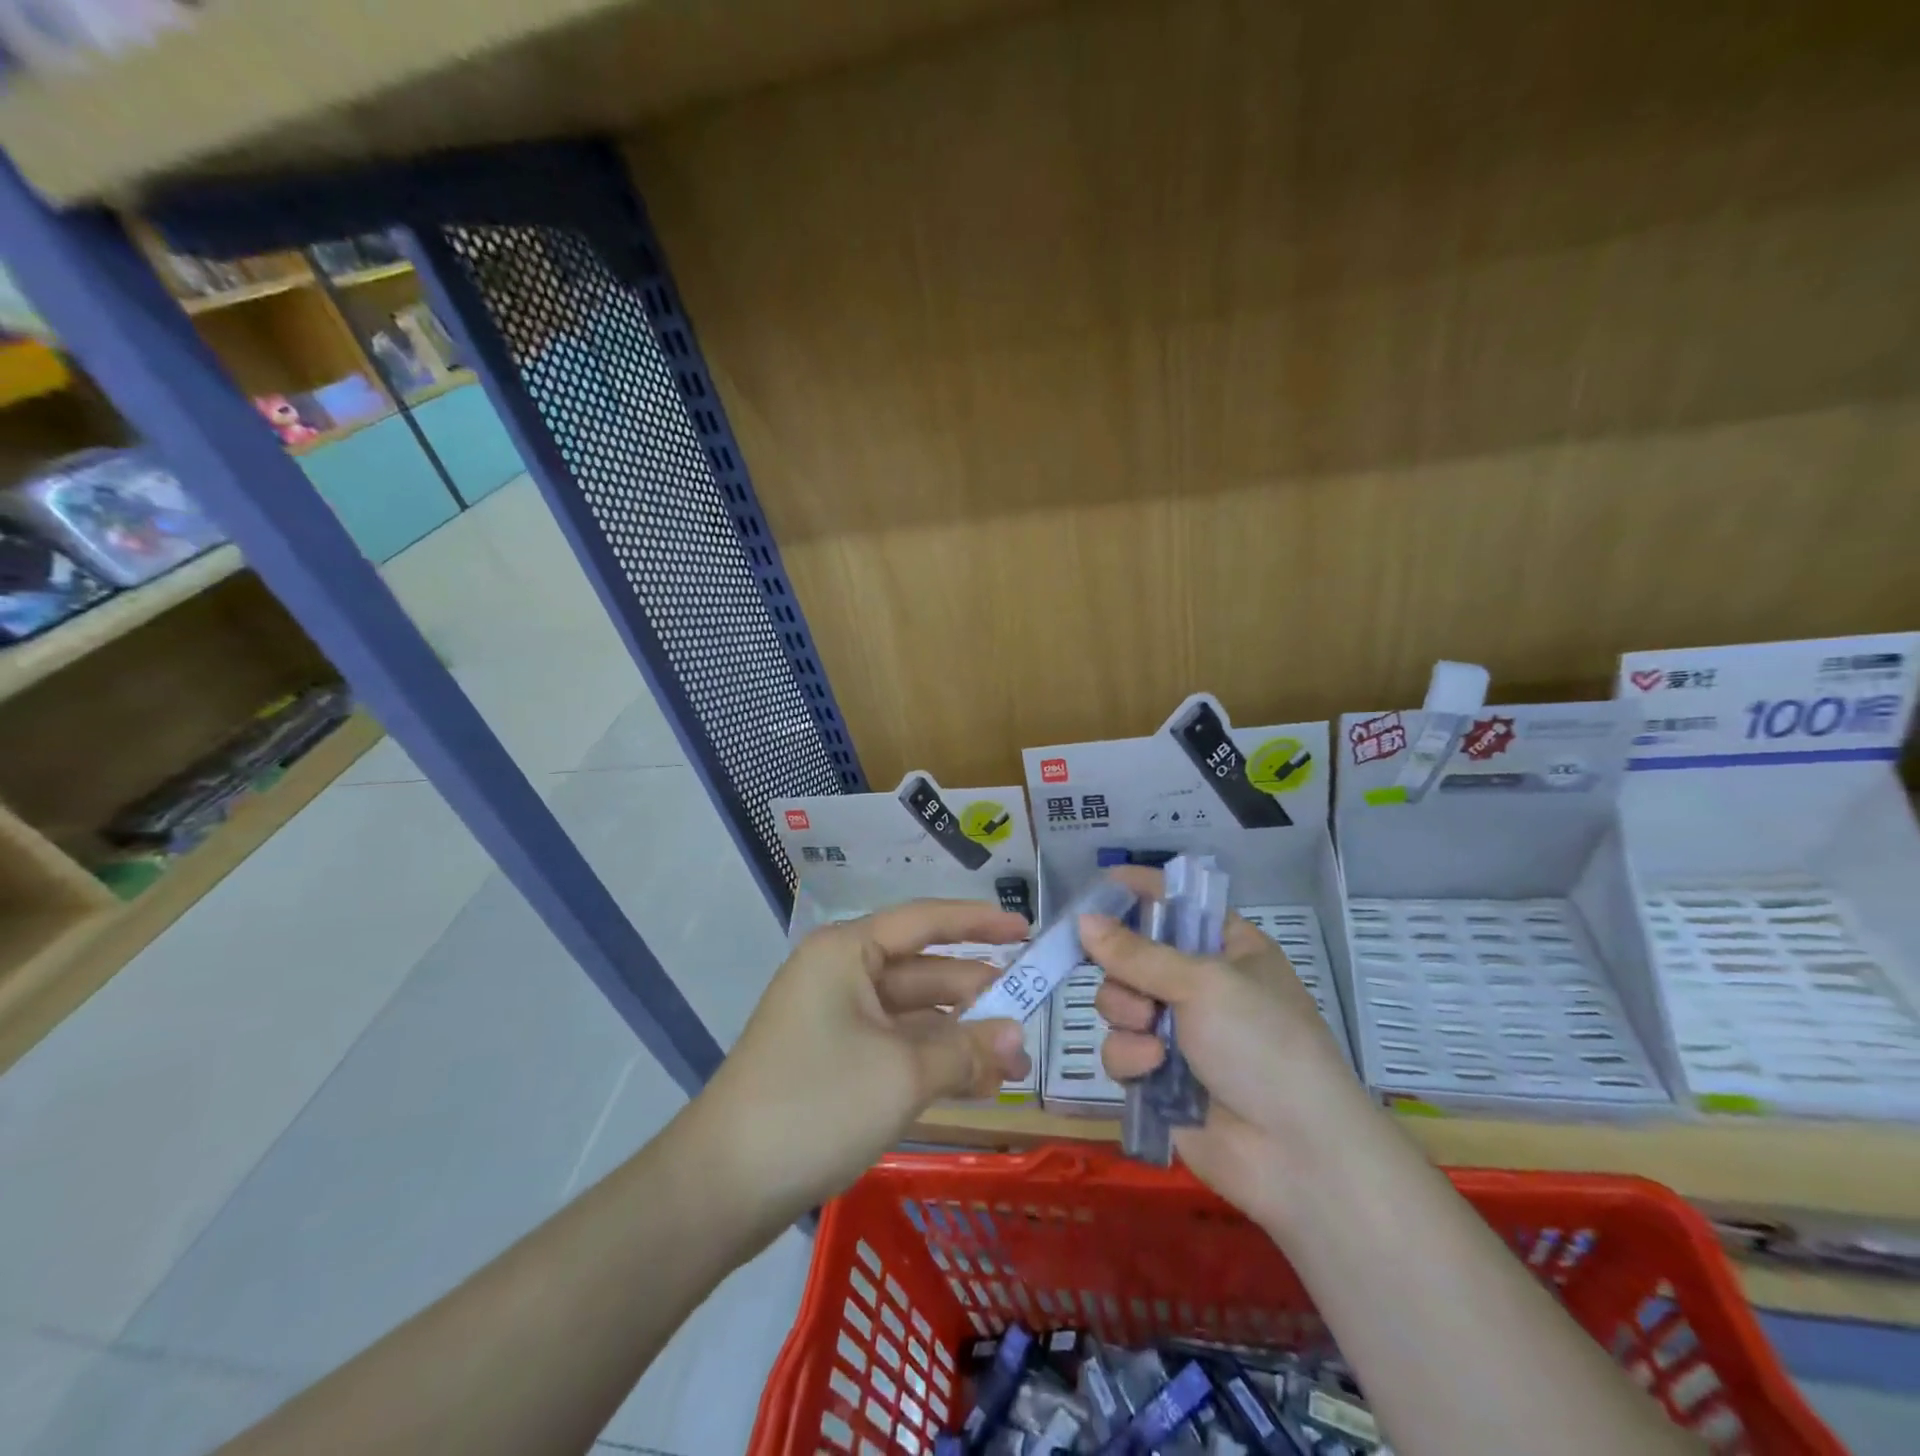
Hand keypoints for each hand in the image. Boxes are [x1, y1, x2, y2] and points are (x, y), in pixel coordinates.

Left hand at [690, 900, 1031, 1227]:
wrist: (721, 1187)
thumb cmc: (816, 1104)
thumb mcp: (903, 1074)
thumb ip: (966, 1049)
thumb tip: (1018, 1038)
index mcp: (847, 953)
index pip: (925, 921)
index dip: (978, 923)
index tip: (1026, 931)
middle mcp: (839, 975)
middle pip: (922, 972)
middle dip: (977, 996)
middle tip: (1032, 1017)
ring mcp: (833, 1020)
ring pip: (911, 1016)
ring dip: (959, 1036)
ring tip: (1014, 1063)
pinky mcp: (830, 1063)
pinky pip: (894, 1048)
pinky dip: (932, 1061)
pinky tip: (975, 1085)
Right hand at [1082, 867, 1365, 1224]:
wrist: (1296, 1154)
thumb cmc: (1262, 1044)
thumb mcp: (1203, 984)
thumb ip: (1136, 952)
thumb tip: (1082, 920)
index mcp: (1228, 948)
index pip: (1177, 903)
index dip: (1140, 891)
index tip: (1099, 887)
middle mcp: (1201, 985)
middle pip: (1133, 955)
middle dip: (1123, 970)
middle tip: (1132, 984)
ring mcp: (1179, 1032)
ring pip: (1118, 1003)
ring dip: (1126, 1015)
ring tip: (1152, 1035)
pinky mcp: (1159, 1076)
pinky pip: (1120, 1049)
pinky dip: (1131, 1057)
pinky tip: (1153, 1070)